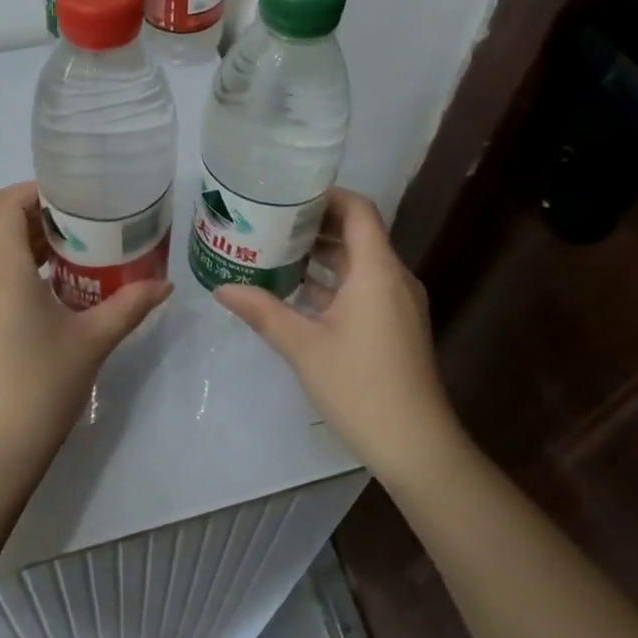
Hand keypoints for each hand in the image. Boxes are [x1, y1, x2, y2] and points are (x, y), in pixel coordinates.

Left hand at [0, 182, 171, 488]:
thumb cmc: (39, 387)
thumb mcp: (92, 341)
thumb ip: (129, 306)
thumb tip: (165, 285)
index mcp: (0, 269)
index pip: (4, 203)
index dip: (36, 190)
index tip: (75, 198)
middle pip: (5, 230)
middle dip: (48, 223)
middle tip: (95, 229)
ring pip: (1, 261)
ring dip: (38, 254)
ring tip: (85, 264)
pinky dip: (25, 281)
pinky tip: (60, 305)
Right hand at [215, 188, 457, 481]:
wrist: (416, 445)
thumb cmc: (360, 387)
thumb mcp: (303, 346)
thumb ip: (262, 311)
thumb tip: (221, 287)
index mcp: (377, 270)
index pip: (358, 210)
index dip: (326, 195)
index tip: (288, 193)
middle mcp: (394, 277)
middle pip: (358, 233)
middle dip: (316, 224)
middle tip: (271, 220)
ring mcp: (399, 303)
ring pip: (360, 262)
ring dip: (323, 254)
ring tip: (277, 249)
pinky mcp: (398, 325)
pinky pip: (365, 286)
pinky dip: (335, 281)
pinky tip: (299, 292)